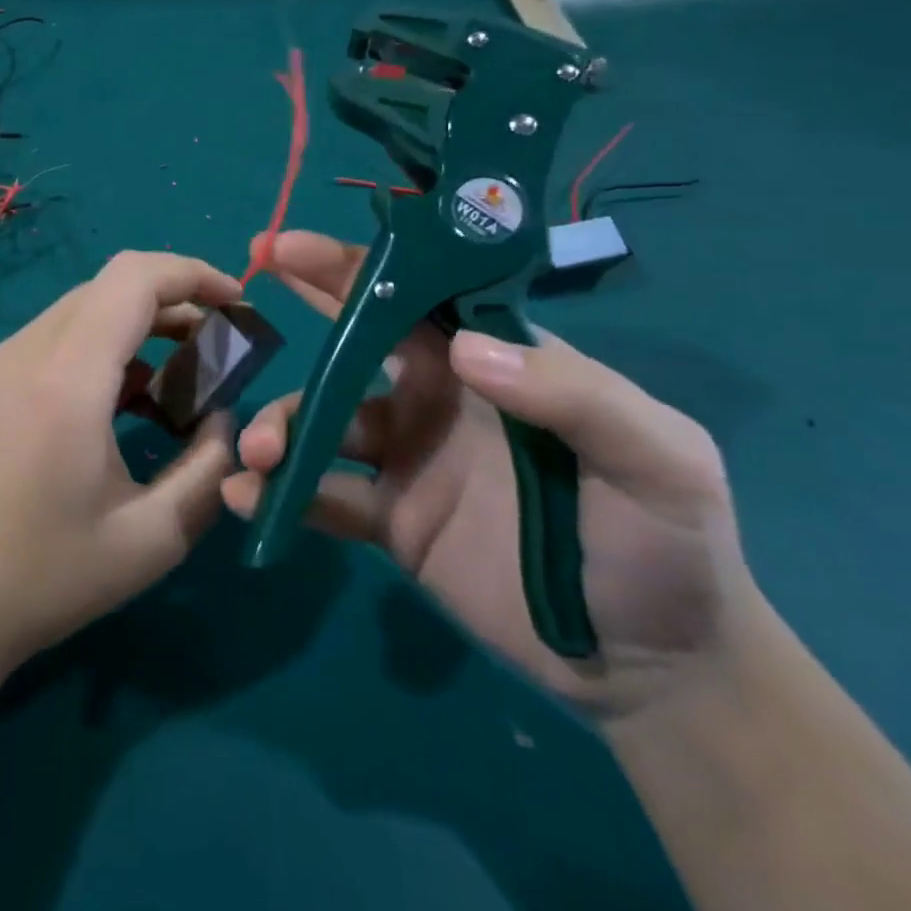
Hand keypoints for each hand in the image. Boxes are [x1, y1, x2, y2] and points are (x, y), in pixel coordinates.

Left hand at [0, 251, 240, 678]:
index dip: (194, 274)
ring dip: (138, 323)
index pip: (134, 279)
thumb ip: (209, 470)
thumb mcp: (151, 538)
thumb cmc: (42, 579)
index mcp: (65, 378)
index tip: (238, 301)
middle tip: (217, 344)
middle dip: (174, 299)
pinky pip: (56, 338)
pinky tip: (125, 399)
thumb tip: (225, 420)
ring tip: (181, 372)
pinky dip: (103, 346)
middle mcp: (26, 352)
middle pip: (110, 286)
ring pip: (82, 309)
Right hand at [222, 230, 762, 718]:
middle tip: (244, 291)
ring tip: (257, 453)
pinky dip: (283, 495)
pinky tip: (247, 500)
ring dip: (281, 426)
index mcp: (490, 360)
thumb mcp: (655, 457)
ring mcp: (406, 458)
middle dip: (302, 309)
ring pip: (323, 422)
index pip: (414, 293)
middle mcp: (435, 395)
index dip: (352, 265)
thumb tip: (463, 349)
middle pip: (354, 340)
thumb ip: (573, 395)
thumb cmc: (667, 540)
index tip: (290, 246)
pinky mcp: (390, 520)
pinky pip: (325, 498)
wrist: (655, 664)